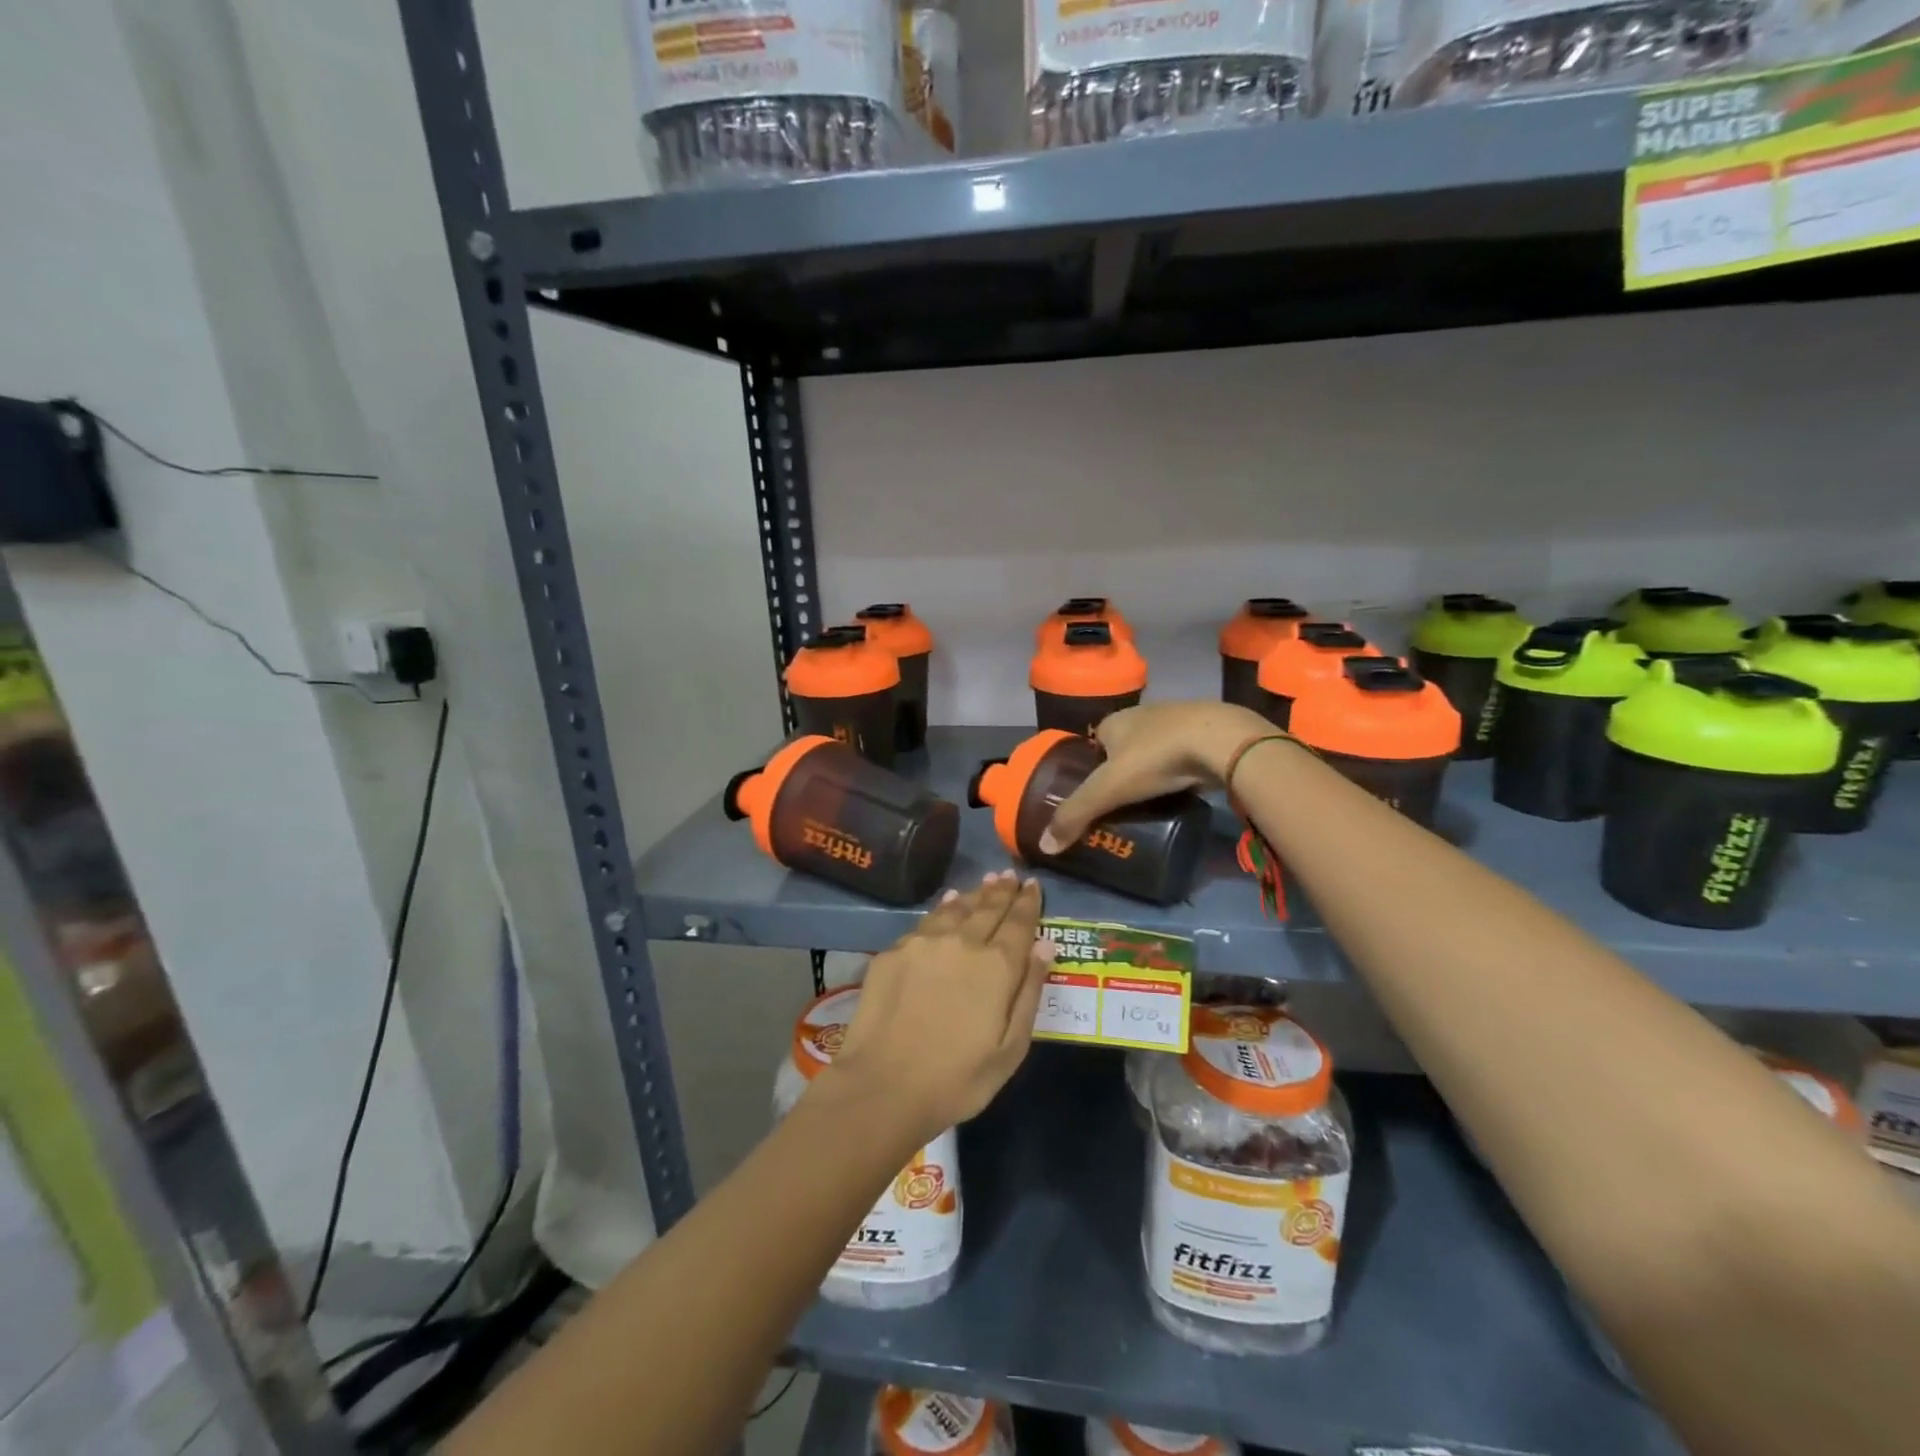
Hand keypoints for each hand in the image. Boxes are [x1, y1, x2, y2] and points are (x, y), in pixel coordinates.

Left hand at [826, 872, 1054, 1134]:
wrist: (883, 1086)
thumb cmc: (957, 1079)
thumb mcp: (1010, 1048)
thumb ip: (1028, 991)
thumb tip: (1044, 944)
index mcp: (997, 965)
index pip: (1019, 922)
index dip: (1028, 902)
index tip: (1032, 885)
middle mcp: (962, 942)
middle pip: (988, 907)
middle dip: (1002, 890)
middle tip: (1010, 874)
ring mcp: (924, 942)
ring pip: (956, 907)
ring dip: (975, 893)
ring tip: (986, 881)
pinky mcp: (894, 951)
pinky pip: (927, 920)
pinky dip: (944, 907)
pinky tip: (947, 903)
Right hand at [1038, 701, 1279, 852]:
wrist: (1223, 741)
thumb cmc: (1156, 758)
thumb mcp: (1108, 790)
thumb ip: (1076, 815)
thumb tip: (1044, 847)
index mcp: (1114, 721)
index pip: (1093, 745)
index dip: (1089, 770)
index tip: (1093, 797)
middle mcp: (1143, 715)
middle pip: (1123, 748)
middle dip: (1121, 773)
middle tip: (1121, 806)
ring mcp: (1178, 722)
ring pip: (1155, 751)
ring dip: (1151, 772)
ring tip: (1150, 803)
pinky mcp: (1207, 734)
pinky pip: (1183, 756)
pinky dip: (1178, 772)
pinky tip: (1181, 791)